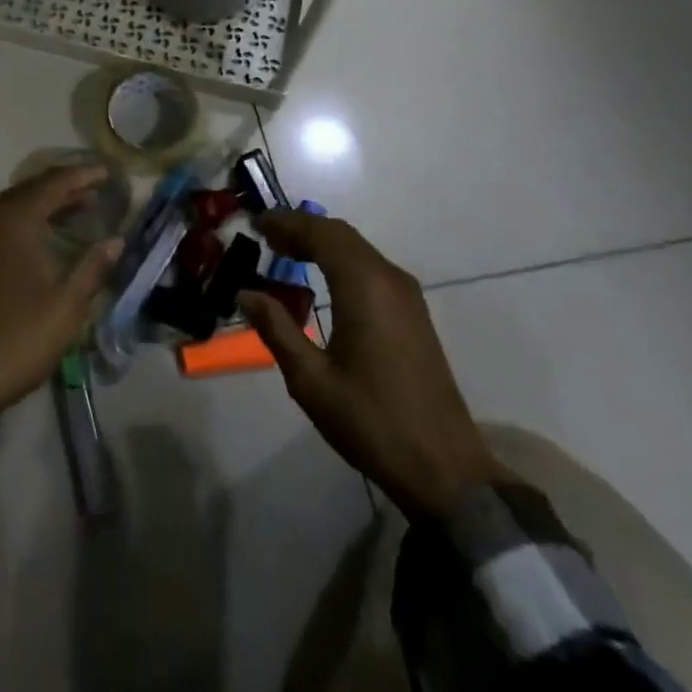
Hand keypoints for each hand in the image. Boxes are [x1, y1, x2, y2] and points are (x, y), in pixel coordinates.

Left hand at [0, 164, 121, 487]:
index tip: (108, 172)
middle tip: (93, 193)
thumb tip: (116, 240)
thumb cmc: (9, 343)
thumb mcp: (64, 310)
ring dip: (39, 206)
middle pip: (29, 190)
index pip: (54, 183)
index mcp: (12, 219)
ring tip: (68, 213)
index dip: (83, 175)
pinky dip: (17, 223)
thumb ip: (92, 269)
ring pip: (7, 208)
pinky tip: (28, 243)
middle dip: (63, 188)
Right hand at [237, 213, 502, 517]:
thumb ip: (277, 329)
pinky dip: (340, 259)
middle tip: (265, 237)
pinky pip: (370, 266)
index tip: (255, 223)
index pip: (320, 233)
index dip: (285, 222)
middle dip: (301, 228)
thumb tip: (246, 293)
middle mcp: (388, 278)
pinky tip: (321, 279)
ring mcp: (406, 294)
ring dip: (321, 242)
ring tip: (285, 252)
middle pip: (340, 234)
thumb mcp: (311, 380)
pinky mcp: (413, 312)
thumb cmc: (372, 421)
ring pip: (357, 248)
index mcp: (364, 286)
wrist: (445, 469)